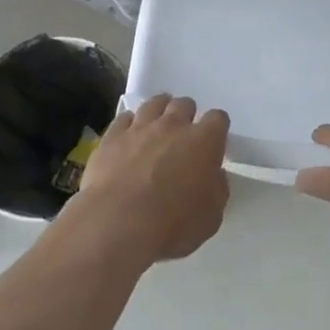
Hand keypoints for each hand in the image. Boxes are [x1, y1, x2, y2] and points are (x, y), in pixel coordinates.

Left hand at [76, 95, 229, 263]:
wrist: (117, 225)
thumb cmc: (172, 225)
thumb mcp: (211, 217)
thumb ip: (216, 189)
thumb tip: (214, 175)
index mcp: (204, 142)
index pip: (218, 119)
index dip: (216, 129)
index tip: (213, 144)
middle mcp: (173, 126)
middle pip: (184, 104)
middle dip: (187, 116)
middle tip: (183, 137)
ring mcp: (140, 128)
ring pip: (154, 104)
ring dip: (159, 112)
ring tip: (157, 127)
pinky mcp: (112, 136)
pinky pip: (124, 118)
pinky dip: (129, 125)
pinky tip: (129, 138)